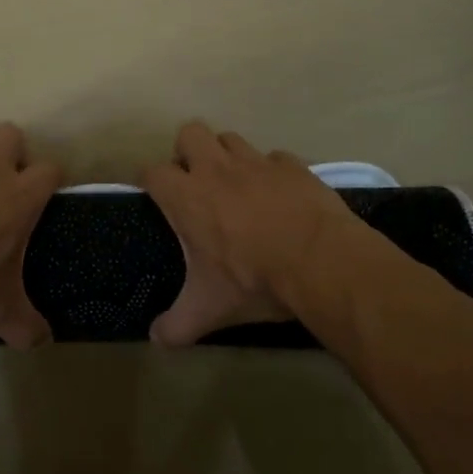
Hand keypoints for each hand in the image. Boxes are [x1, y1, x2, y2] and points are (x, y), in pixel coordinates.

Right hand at [140, 120, 362, 344]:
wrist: (322, 261)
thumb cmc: (254, 281)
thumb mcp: (210, 310)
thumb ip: (177, 325)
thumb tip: (156, 340)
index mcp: (188, 197)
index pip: (152, 172)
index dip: (150, 182)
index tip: (155, 197)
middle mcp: (217, 169)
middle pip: (189, 133)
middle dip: (188, 152)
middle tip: (196, 184)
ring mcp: (257, 163)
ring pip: (231, 139)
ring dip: (227, 157)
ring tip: (236, 186)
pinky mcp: (292, 166)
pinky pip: (274, 158)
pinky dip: (271, 172)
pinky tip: (279, 196)